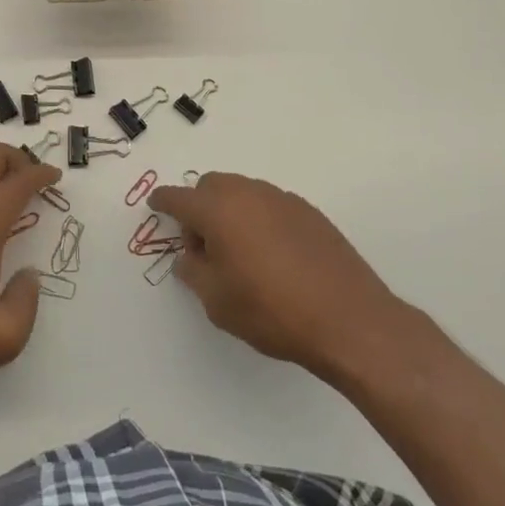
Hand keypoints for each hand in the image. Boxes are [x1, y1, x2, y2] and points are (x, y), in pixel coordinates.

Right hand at [148, 172, 405, 384]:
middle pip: (210, 186)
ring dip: (230, 211)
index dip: (163, 202)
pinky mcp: (308, 211)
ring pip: (242, 192)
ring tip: (239, 252)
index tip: (155, 205)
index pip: (178, 198)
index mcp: (218, 210)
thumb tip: (189, 257)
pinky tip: (271, 254)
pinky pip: (269, 204)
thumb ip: (194, 272)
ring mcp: (281, 199)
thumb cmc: (272, 311)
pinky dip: (258, 218)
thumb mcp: (218, 302)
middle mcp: (247, 193)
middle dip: (199, 207)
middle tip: (203, 246)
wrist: (348, 319)